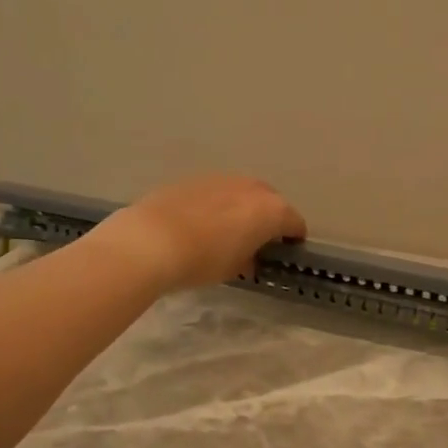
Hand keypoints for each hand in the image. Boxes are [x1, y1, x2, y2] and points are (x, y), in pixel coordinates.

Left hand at [93, 174, 306, 292]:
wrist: (152, 240)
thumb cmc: (203, 261)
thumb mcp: (235, 269)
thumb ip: (250, 259)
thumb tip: (250, 257)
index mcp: (271, 210)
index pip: (295, 223)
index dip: (293, 239)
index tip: (286, 251)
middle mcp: (251, 188)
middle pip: (271, 201)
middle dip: (268, 219)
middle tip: (257, 240)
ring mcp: (222, 179)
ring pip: (242, 193)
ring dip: (242, 208)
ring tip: (227, 231)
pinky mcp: (194, 179)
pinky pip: (216, 192)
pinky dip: (217, 205)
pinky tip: (201, 223)